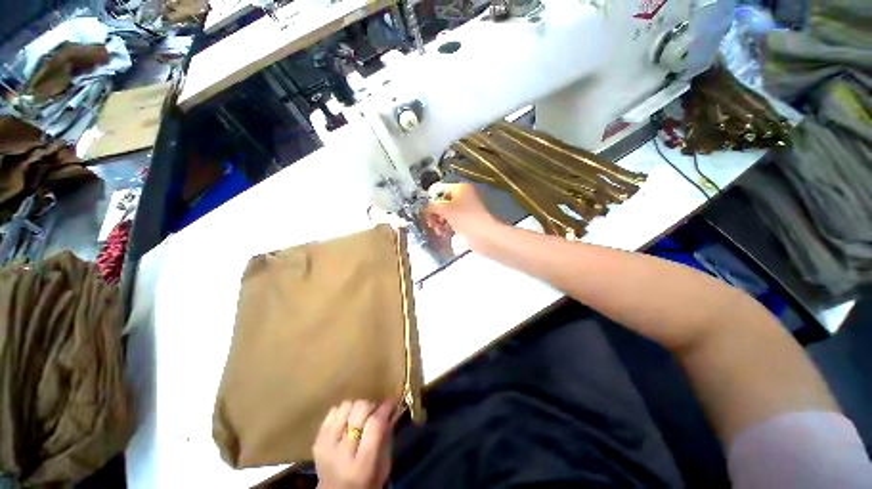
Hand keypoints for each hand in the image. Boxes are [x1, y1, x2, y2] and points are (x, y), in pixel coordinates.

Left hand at [313, 400, 396, 488]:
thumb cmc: (366, 484)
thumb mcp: (384, 467)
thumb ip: (387, 438)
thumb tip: (391, 410)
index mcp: (362, 465)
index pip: (375, 424)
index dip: (385, 408)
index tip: (392, 402)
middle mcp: (342, 453)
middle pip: (359, 410)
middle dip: (371, 406)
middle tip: (375, 413)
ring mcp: (326, 445)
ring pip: (346, 406)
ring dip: (356, 409)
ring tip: (360, 418)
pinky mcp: (316, 440)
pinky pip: (332, 412)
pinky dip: (342, 413)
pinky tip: (346, 423)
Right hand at [425, 183, 499, 245]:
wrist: (484, 236)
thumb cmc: (465, 218)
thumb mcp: (445, 209)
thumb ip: (431, 206)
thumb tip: (423, 207)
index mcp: (460, 188)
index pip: (439, 190)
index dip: (430, 200)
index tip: (424, 211)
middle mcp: (464, 196)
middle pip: (442, 202)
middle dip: (434, 213)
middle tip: (430, 222)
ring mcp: (466, 210)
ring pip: (447, 213)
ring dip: (439, 221)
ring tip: (437, 230)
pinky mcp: (467, 222)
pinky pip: (452, 222)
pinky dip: (446, 226)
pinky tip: (443, 233)